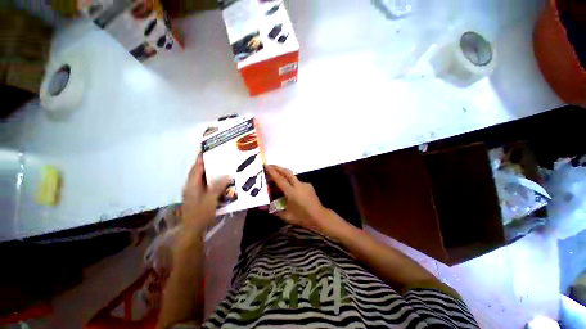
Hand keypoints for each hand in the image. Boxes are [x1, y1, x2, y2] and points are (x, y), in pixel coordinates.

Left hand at [181, 154, 229, 235]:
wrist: (192, 228)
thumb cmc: (200, 213)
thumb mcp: (211, 199)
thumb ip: (219, 186)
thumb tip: (227, 174)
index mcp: (192, 184)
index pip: (196, 167)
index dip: (201, 158)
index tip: (207, 149)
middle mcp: (191, 185)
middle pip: (197, 171)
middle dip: (205, 163)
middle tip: (217, 157)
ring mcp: (193, 191)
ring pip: (201, 177)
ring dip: (208, 171)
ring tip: (219, 166)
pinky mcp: (197, 196)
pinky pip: (204, 183)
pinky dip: (210, 179)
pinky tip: (218, 180)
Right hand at [265, 165, 330, 232]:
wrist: (319, 216)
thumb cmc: (302, 217)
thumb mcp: (286, 216)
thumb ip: (274, 211)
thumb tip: (262, 207)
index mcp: (292, 193)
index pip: (280, 179)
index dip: (272, 172)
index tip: (266, 165)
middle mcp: (298, 185)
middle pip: (287, 172)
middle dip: (278, 168)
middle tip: (271, 165)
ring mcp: (304, 184)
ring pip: (292, 176)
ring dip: (284, 173)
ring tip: (278, 176)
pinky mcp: (308, 185)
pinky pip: (297, 181)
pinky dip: (291, 181)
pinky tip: (289, 187)